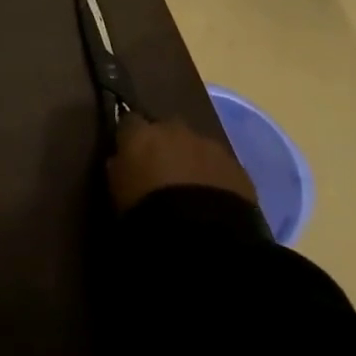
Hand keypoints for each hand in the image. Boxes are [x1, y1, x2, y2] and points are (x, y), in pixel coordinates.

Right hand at [106, 116, 258, 213]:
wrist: (202, 234)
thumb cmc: (146, 210)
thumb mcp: (117, 191)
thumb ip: (118, 168)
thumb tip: (120, 160)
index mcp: (141, 133)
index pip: (128, 121)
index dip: (129, 137)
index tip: (128, 153)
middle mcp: (174, 129)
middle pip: (166, 129)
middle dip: (165, 145)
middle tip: (162, 172)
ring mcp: (209, 146)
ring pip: (196, 147)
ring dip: (192, 161)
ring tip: (191, 191)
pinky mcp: (237, 167)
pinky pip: (220, 167)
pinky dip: (215, 178)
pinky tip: (213, 201)